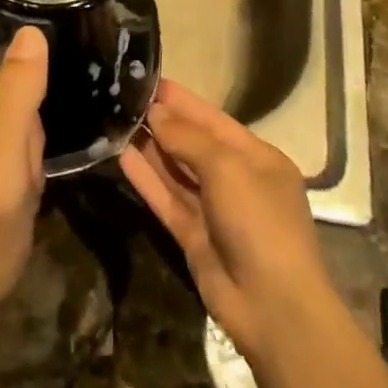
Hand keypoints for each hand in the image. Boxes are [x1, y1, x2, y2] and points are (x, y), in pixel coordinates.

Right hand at [120, 78, 335, 359]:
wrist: (272, 306)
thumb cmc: (259, 221)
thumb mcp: (227, 167)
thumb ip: (187, 138)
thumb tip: (156, 114)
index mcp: (257, 157)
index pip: (213, 119)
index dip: (182, 101)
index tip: (148, 81)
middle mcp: (236, 179)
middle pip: (193, 143)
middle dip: (162, 122)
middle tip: (123, 98)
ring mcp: (214, 210)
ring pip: (176, 171)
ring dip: (150, 148)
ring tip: (115, 121)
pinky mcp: (193, 236)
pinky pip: (166, 199)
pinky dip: (146, 179)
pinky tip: (121, 156)